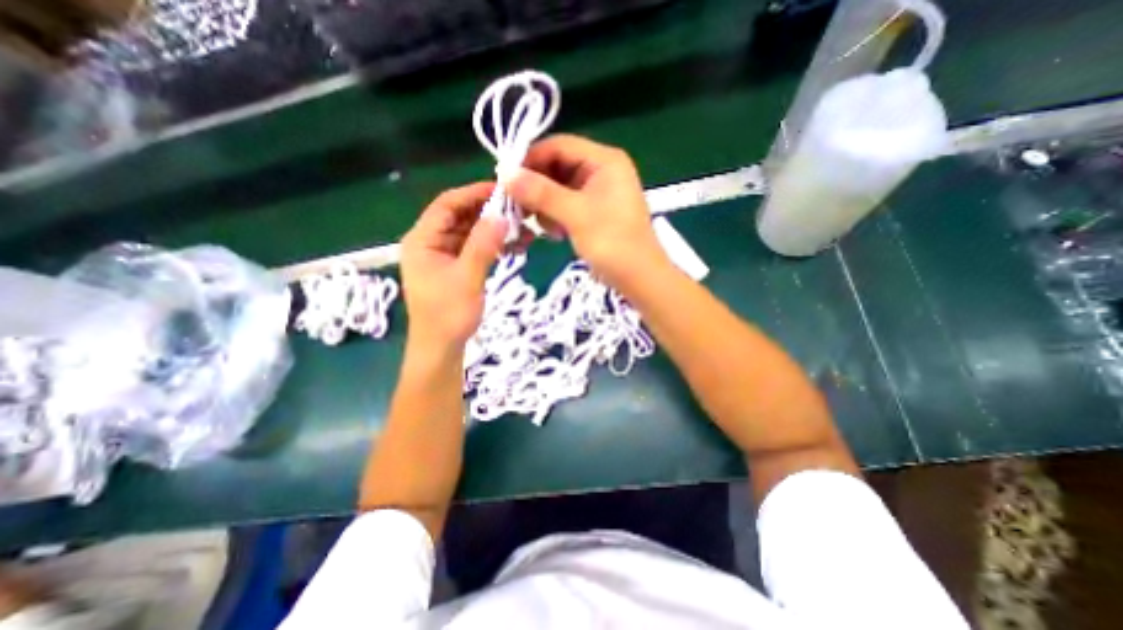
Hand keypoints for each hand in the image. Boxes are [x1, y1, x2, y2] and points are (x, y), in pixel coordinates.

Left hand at [402, 182, 506, 348]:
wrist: (442, 348)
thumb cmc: (448, 315)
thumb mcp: (467, 278)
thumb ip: (482, 245)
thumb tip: (501, 216)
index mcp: (423, 240)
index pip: (447, 204)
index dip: (473, 193)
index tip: (503, 191)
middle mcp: (431, 243)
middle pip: (460, 216)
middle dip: (489, 212)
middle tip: (519, 209)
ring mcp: (444, 256)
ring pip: (471, 232)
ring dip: (495, 229)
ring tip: (524, 228)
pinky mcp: (456, 267)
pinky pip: (476, 248)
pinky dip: (494, 245)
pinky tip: (515, 245)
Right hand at [508, 136, 669, 290]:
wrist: (639, 278)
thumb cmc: (612, 243)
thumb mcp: (576, 215)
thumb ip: (541, 192)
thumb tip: (505, 174)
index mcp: (604, 161)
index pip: (559, 146)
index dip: (530, 159)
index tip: (505, 179)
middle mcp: (601, 170)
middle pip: (557, 166)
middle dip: (536, 186)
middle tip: (518, 207)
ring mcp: (598, 192)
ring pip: (559, 188)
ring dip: (545, 204)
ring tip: (543, 226)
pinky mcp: (594, 212)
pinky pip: (566, 205)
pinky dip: (555, 216)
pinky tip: (554, 233)